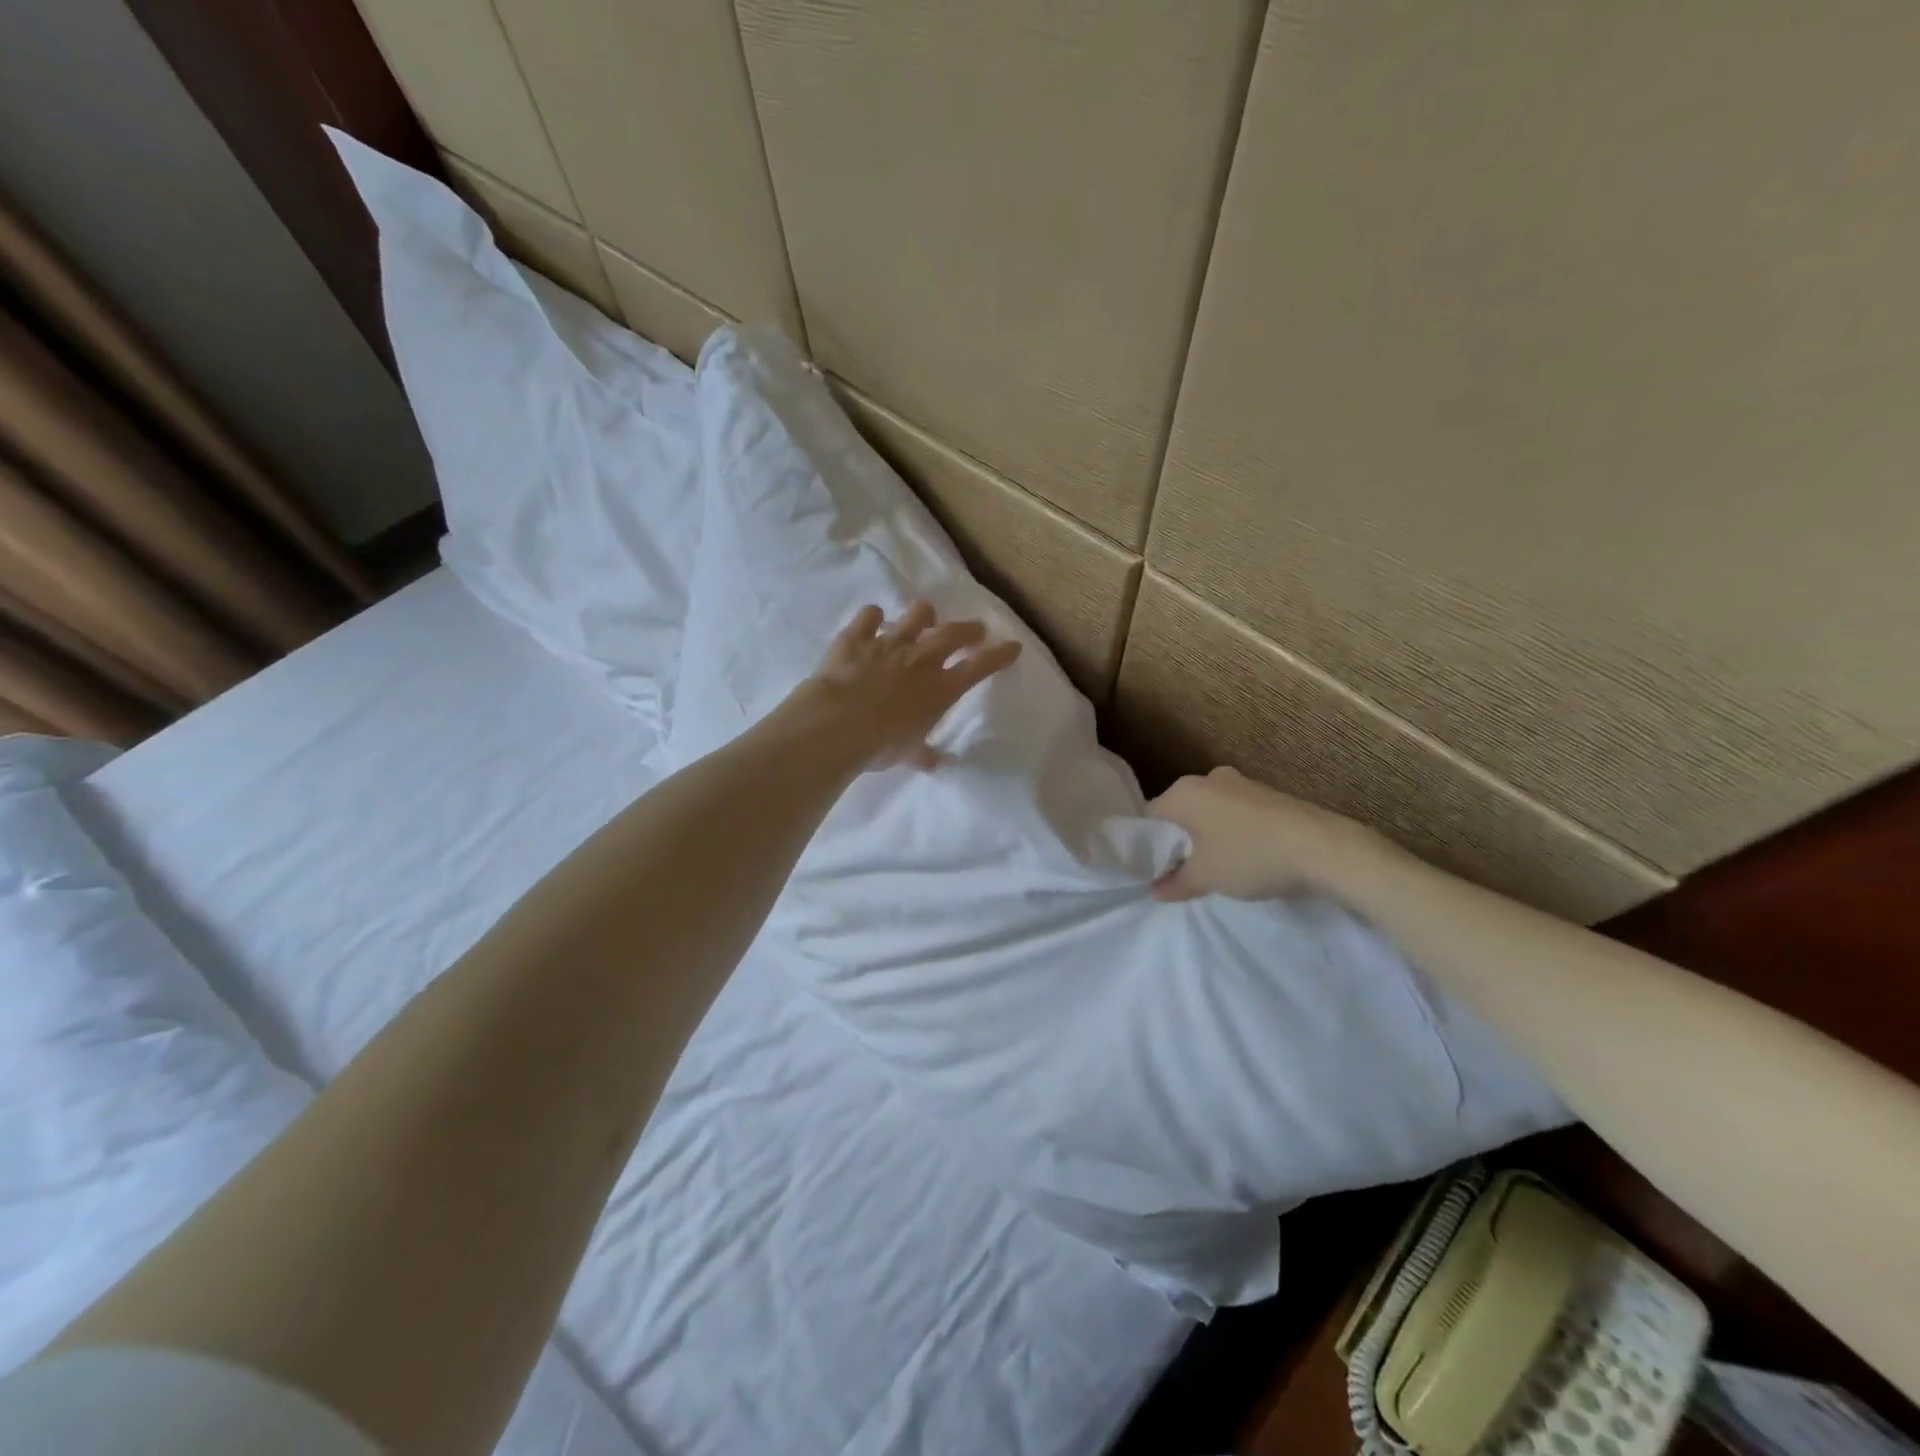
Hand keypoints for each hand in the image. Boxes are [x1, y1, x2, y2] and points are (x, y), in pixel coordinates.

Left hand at [785, 601, 1021, 772]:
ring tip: (926, 615)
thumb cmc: (881, 745)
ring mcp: (889, 643)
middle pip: (953, 634)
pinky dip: (873, 616)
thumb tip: (934, 763)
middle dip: (969, 630)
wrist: (837, 725)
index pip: (980, 667)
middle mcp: (921, 659)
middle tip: (976, 629)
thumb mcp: (908, 754)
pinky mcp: (856, 637)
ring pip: (916, 615)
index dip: (999, 656)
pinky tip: (873, 618)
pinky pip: (869, 616)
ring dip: (924, 614)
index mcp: (941, 689)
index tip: (1012, 646)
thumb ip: (922, 754)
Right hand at [1145, 766, 1385, 901]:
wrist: (1324, 848)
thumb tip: (1155, 890)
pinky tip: (1244, 856)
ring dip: (1207, 837)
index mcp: (1184, 792)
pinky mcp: (1267, 794)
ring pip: (1208, 812)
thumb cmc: (1251, 856)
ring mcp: (1241, 783)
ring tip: (1215, 868)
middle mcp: (1208, 779)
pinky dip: (1231, 833)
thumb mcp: (1206, 877)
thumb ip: (1175, 883)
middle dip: (1178, 841)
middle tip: (1181, 872)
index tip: (1154, 871)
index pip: (1149, 817)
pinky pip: (1234, 813)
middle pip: (1179, 813)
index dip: (1147, 846)